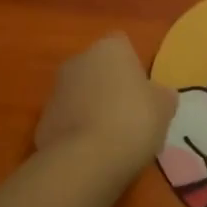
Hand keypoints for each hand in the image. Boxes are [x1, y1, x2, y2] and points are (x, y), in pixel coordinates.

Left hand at [34, 33, 176, 183]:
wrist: (84, 160)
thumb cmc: (132, 122)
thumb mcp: (164, 108)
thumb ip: (162, 96)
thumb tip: (160, 95)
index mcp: (110, 48)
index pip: (122, 45)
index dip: (133, 67)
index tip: (143, 92)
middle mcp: (79, 60)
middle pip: (98, 69)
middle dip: (109, 87)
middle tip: (129, 116)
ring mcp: (56, 90)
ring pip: (80, 95)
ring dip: (91, 109)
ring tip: (111, 141)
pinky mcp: (42, 121)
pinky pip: (67, 121)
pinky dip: (77, 133)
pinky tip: (91, 155)